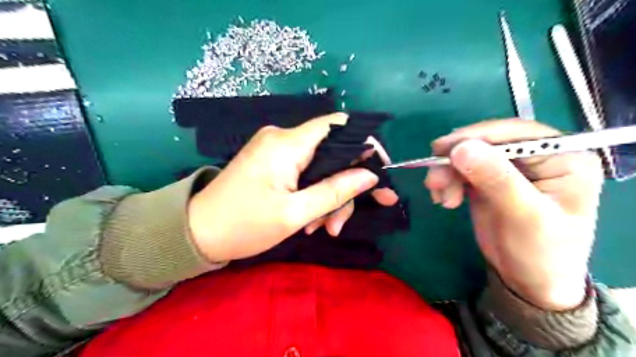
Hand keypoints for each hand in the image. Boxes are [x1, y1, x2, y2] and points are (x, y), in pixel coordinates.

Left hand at [187, 113, 395, 262]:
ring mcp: (276, 149)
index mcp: (286, 144)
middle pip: (332, 153)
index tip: (378, 172)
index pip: (338, 126)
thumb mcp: (294, 214)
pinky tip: (310, 221)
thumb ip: (335, 192)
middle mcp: (282, 138)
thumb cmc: (243, 225)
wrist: (197, 233)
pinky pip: (305, 172)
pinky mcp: (273, 162)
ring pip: (320, 167)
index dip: (364, 144)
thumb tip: (370, 175)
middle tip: (343, 221)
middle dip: (344, 186)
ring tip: (324, 229)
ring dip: (328, 198)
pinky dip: (314, 195)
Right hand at [423, 119, 602, 309]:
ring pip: (469, 156)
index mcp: (563, 158)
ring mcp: (509, 169)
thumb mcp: (524, 216)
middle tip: (434, 178)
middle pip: (487, 143)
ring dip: (448, 173)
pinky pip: (461, 171)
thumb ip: (496, 179)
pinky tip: (444, 199)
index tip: (444, 148)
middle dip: (456, 159)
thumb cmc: (541, 252)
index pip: (517, 133)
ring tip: (440, 196)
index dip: (478, 136)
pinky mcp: (488, 181)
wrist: (527, 281)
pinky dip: (447, 181)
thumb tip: (461, 148)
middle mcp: (536, 158)